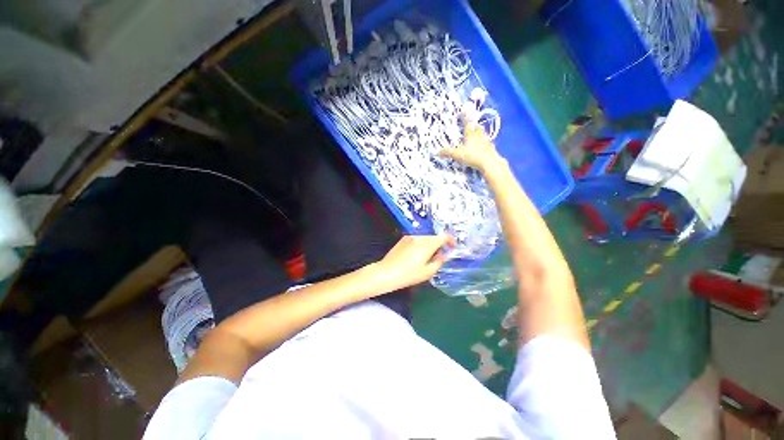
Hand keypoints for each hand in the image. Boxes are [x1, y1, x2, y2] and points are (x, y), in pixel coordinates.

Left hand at [367, 234, 453, 293]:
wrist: (387, 272)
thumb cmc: (408, 275)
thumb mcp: (427, 272)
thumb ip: (439, 262)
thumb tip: (445, 255)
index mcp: (427, 244)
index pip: (444, 236)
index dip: (450, 240)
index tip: (451, 248)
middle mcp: (419, 237)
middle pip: (434, 237)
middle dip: (439, 244)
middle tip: (439, 257)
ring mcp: (410, 237)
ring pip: (426, 238)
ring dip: (430, 244)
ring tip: (427, 257)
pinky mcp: (403, 239)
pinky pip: (417, 239)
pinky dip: (421, 244)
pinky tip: (416, 255)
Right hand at [438, 116, 504, 171]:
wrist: (489, 163)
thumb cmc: (472, 156)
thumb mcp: (457, 155)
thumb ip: (447, 153)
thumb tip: (436, 152)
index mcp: (471, 135)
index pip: (467, 124)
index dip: (465, 117)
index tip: (464, 111)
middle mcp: (480, 136)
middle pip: (477, 128)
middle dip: (474, 126)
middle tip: (472, 125)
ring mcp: (487, 142)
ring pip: (484, 135)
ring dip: (480, 134)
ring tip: (478, 136)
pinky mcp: (492, 150)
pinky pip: (488, 144)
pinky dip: (485, 144)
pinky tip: (484, 148)